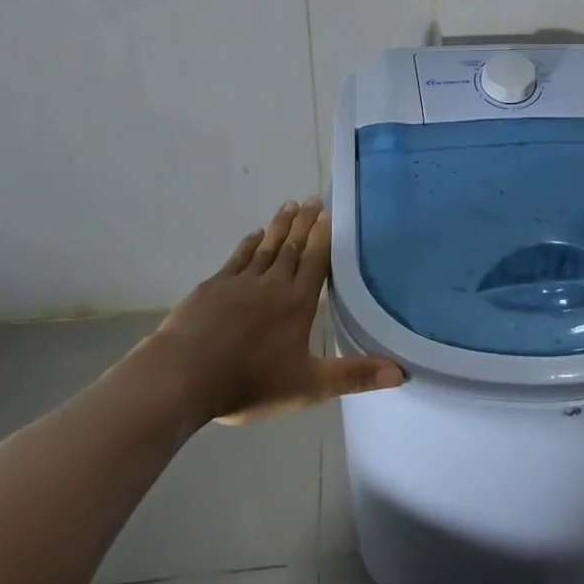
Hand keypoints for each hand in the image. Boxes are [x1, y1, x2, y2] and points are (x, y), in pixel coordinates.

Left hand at [132, 198, 403, 424]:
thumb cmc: (249, 382)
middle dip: (304, 222)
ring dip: (279, 226)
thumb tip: (401, 372)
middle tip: (312, 198)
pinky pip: (237, 258)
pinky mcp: (212, 288)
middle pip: (292, 247)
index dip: (323, 236)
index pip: (316, 261)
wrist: (182, 377)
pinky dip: (248, 244)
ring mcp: (239, 282)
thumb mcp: (308, 386)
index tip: (328, 212)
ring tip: (289, 205)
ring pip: (266, 247)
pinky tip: (254, 235)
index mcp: (297, 302)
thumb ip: (354, 376)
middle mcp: (272, 284)